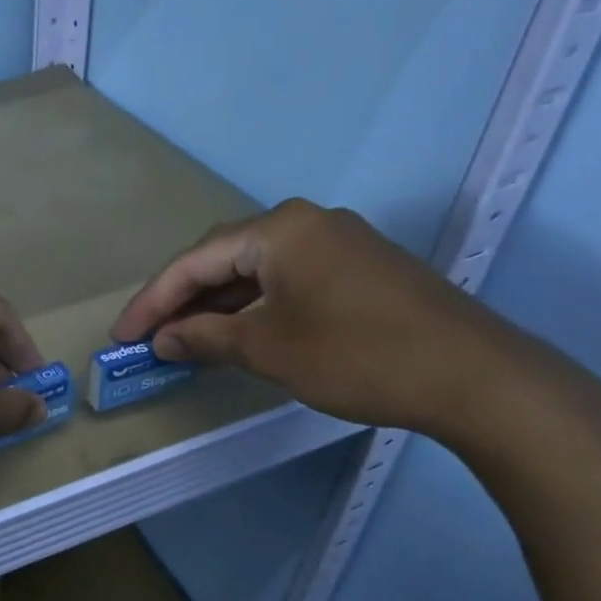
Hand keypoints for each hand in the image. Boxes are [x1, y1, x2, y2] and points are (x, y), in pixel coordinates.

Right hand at [111, 199, 533, 441]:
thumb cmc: (357, 355)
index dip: (152, 301)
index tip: (123, 336)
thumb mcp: (269, 349)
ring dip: (219, 303)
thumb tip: (163, 340)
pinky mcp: (362, 268)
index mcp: (279, 229)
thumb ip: (206, 338)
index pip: (195, 261)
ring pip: (257, 268)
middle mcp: (306, 222)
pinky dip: (256, 305)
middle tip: (151, 336)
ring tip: (187, 338)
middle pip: (223, 257)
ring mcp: (339, 243)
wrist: (478, 378)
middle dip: (183, 298)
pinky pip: (289, 278)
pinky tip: (241, 332)